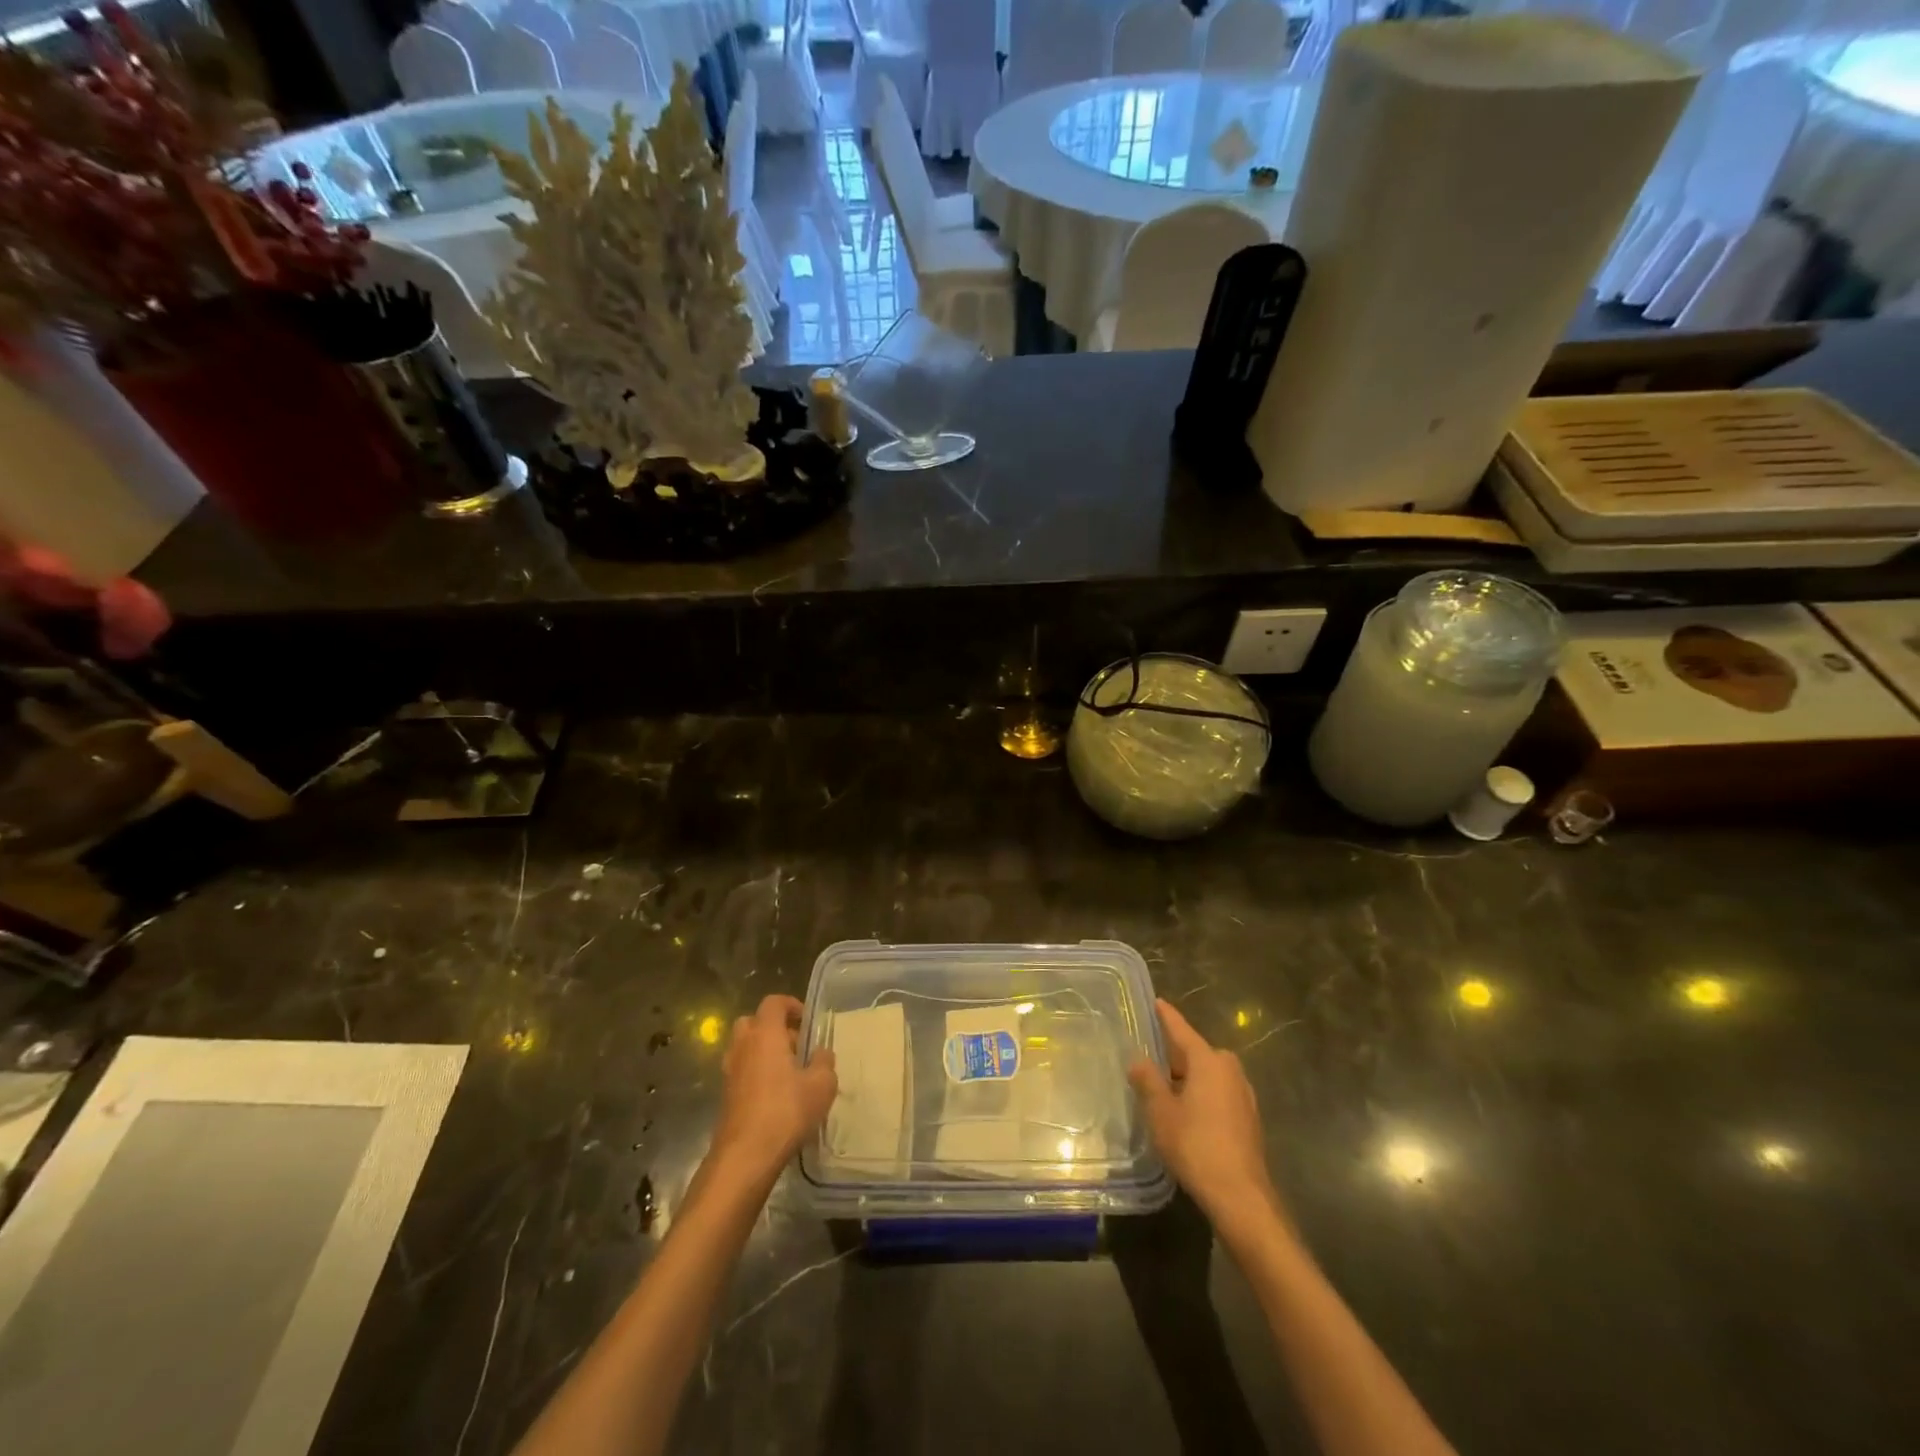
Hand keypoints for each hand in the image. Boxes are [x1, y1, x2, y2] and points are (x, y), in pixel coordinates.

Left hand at [708, 995, 837, 1186]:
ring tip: (788, 1072)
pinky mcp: (726, 1096)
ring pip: (745, 1048)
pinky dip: (756, 1073)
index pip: (773, 1003)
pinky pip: (742, 1071)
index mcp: (765, 1034)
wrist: (745, 1156)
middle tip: (795, 1046)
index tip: (806, 1020)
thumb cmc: (786, 1111)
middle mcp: (743, 1046)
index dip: (790, 1005)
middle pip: (753, 1022)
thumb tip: (821, 1052)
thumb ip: (824, 1062)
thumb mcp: (821, 1085)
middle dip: (773, 1028)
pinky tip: (776, 1095)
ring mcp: (730, 1072)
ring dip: (764, 1052)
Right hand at [1129, 999, 1279, 1227]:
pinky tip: (1187, 1114)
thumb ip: (1147, 1081)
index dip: (1166, 1016)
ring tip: (1164, 1090)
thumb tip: (1138, 1059)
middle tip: (1149, 1060)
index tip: (1157, 1001)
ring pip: (1208, 1075)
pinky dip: (1201, 1095)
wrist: (1240, 1195)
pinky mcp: (1248, 1117)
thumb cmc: (1196, 1145)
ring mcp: (1243, 1094)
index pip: (1181, 1030)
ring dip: (1188, 1079)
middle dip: (1174, 1056)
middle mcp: (1229, 1069)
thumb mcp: (1161, 1112)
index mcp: (1208, 1061)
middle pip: (1196, 1053)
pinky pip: (1218, 1093)